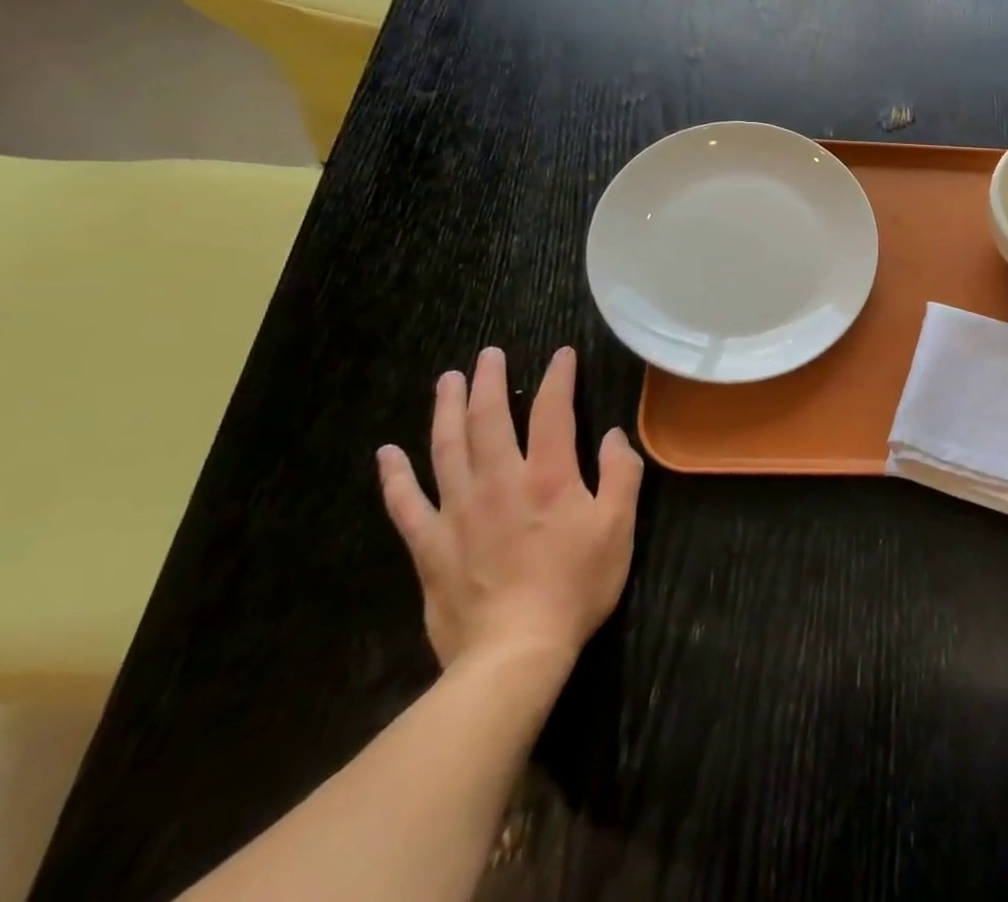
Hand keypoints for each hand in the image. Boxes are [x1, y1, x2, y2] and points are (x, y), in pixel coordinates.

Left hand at [376, 347, 643, 675]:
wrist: (514, 652)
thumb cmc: (576, 585)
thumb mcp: (619, 528)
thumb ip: (620, 475)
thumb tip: (613, 436)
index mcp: (550, 476)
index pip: (554, 413)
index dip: (558, 379)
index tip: (562, 355)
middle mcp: (501, 482)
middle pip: (490, 420)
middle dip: (490, 382)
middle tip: (488, 355)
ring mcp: (459, 512)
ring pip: (447, 448)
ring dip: (446, 410)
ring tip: (447, 381)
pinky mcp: (430, 545)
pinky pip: (406, 504)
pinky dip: (395, 476)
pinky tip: (387, 453)